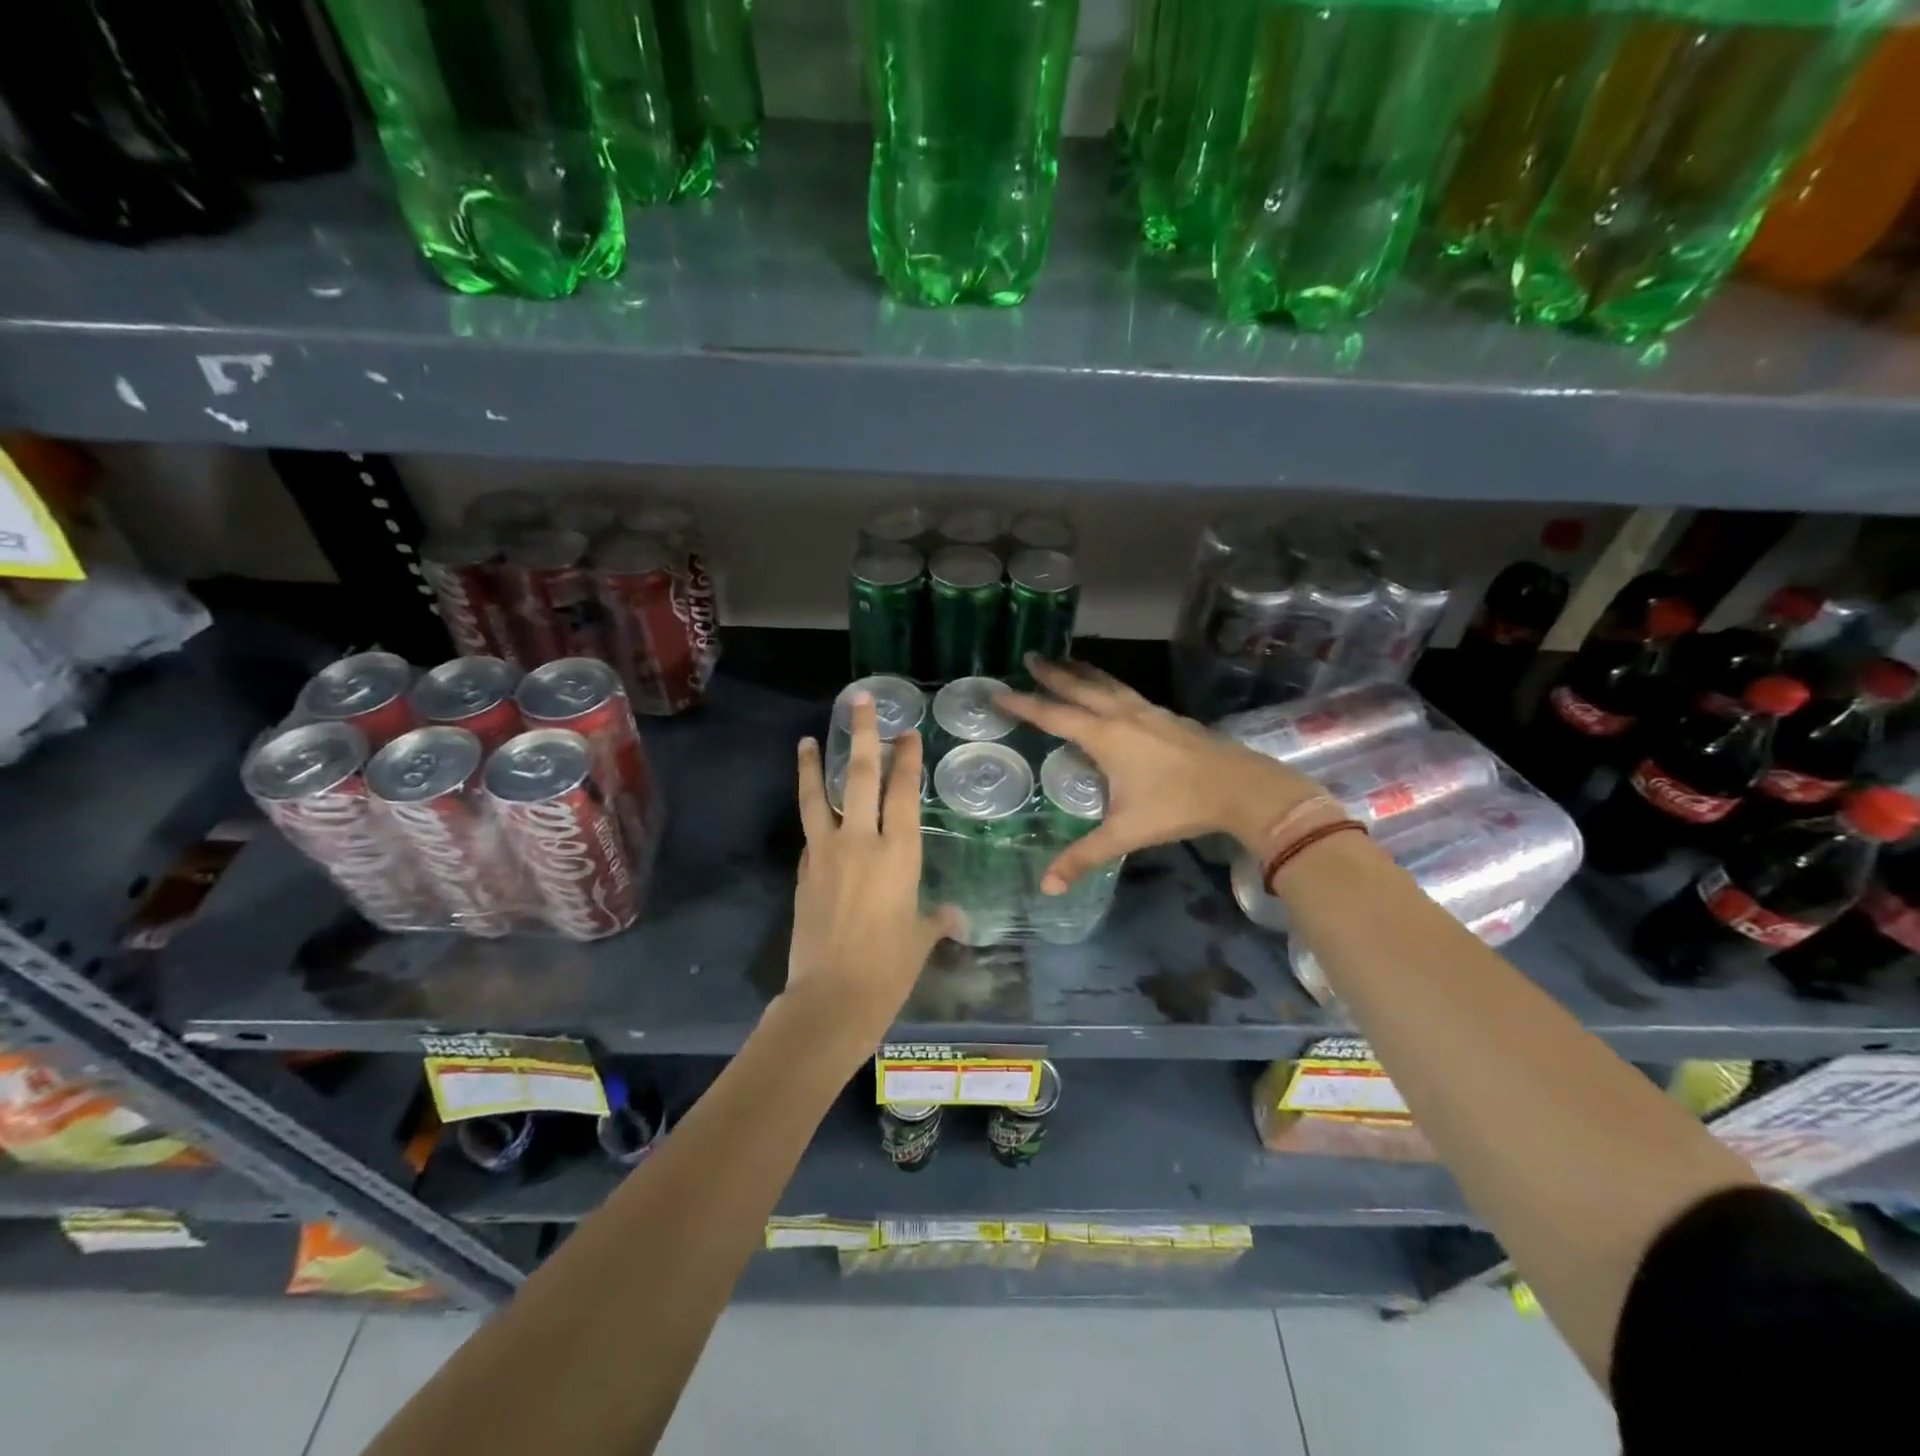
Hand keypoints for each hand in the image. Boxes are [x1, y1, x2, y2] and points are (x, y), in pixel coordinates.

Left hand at [787, 692, 959, 1042]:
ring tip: (809, 738)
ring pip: (819, 796)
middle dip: (863, 736)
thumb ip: (935, 921)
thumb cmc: (889, 970)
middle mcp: (861, 843)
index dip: (906, 759)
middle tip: (860, 702)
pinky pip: (810, 832)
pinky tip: (813, 806)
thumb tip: (952, 917)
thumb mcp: (921, 941)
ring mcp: (826, 855)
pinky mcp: (804, 872)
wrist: (831, 999)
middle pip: (860, 777)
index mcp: (899, 855)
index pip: (903, 793)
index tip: (906, 732)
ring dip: (814, 764)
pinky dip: (811, 813)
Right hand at [997, 657, 1328, 891]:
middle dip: (1052, 673)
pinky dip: (1108, 684)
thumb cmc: (1177, 806)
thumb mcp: (1125, 833)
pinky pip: (1126, 692)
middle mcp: (1121, 715)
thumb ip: (1084, 857)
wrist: (1241, 787)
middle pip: (1079, 687)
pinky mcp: (1168, 715)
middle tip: (1031, 656)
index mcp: (1104, 736)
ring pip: (1107, 683)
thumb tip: (1047, 887)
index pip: (1053, 715)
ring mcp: (1148, 711)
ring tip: (1066, 661)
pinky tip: (1112, 693)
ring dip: (1082, 672)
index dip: (1023, 703)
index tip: (997, 690)